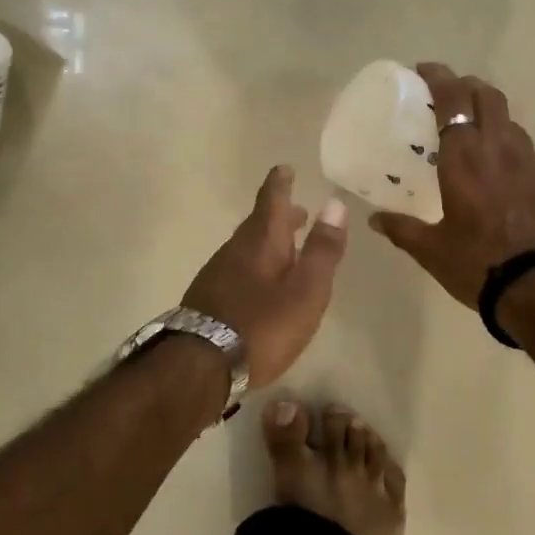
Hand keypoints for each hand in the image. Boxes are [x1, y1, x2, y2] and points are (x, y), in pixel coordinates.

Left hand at [183, 165, 348, 387]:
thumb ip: (322, 250)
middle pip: (258, 225)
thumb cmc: (263, 326)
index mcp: (261, 243)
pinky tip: (259, 286)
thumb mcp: (306, 290)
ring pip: (245, 248)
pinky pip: (235, 270)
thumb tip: (335, 204)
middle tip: (298, 213)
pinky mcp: (206, 300)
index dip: (280, 184)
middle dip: (279, 216)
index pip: (271, 201)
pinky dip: (253, 266)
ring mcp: (216, 275)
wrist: (199, 366)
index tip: (284, 168)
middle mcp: (235, 251)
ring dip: (267, 243)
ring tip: (285, 250)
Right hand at [368, 62, 534, 307]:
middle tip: (450, 95)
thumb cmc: (478, 264)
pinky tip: (502, 170)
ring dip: (491, 116)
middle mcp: (499, 148)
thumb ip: (401, 229)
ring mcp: (531, 161)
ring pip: (510, 121)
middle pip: (488, 96)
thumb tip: (374, 220)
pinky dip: (509, 147)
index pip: (452, 99)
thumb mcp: (431, 250)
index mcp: (465, 157)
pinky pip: (526, 150)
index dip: (439, 77)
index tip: (424, 70)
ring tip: (475, 133)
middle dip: (468, 86)